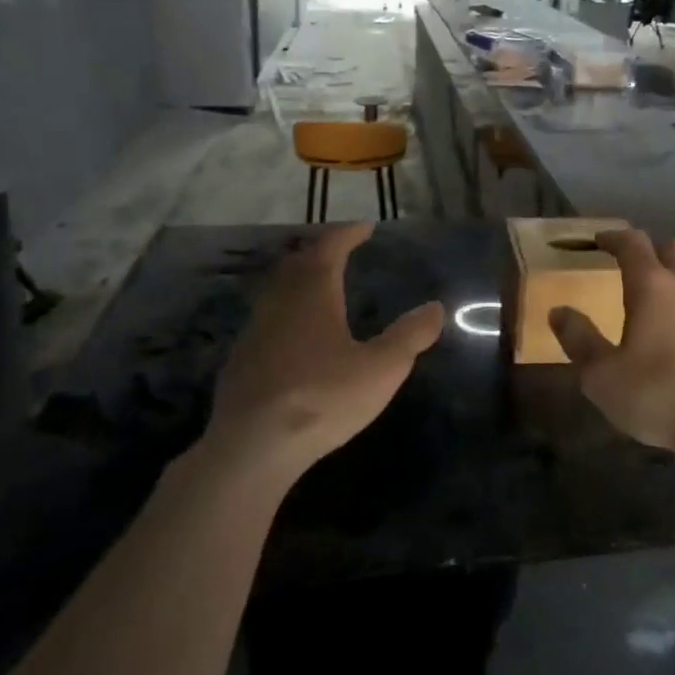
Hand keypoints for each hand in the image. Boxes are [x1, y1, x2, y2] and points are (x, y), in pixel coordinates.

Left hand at [204, 223, 444, 477]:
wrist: (251, 447)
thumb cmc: (322, 398)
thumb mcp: (381, 369)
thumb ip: (409, 336)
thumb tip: (435, 307)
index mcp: (313, 293)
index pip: (330, 248)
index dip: (348, 234)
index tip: (365, 227)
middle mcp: (280, 302)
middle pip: (297, 263)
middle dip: (320, 252)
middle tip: (340, 251)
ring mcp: (254, 332)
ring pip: (277, 291)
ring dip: (299, 281)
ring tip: (319, 289)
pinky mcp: (239, 362)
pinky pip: (265, 321)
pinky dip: (284, 313)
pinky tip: (292, 336)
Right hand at [548, 228, 674, 458]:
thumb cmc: (658, 395)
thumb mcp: (602, 376)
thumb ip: (579, 339)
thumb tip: (558, 311)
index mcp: (652, 286)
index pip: (632, 243)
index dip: (613, 237)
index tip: (600, 241)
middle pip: (671, 249)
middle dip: (650, 252)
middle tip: (633, 268)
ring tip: (662, 302)